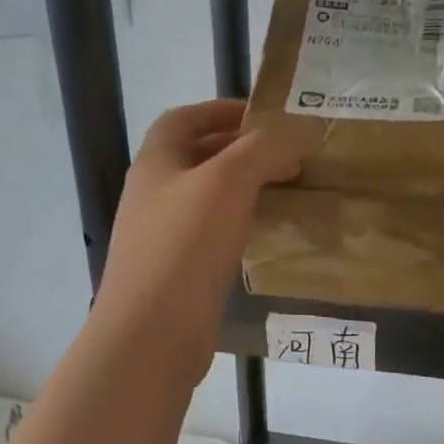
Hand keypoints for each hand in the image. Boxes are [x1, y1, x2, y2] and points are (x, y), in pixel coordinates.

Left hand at [91, 100, 300, 384]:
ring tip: (285, 192)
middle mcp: (153, 195)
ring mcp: (161, 237)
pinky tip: (266, 236)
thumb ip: (262, 150)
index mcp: (155, 163)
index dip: (219, 109)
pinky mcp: (177, 273)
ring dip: (243, 190)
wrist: (152, 333)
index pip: (183, 119)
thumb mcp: (228, 181)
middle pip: (196, 158)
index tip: (262, 116)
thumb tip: (291, 139)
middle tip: (286, 158)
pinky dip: (239, 226)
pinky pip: (211, 236)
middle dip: (240, 151)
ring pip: (207, 200)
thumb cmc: (185, 246)